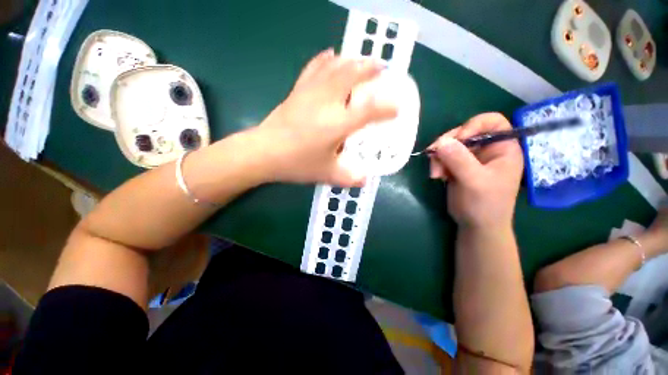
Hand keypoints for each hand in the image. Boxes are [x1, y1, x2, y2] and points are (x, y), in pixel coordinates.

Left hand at [250, 49, 396, 185]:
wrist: (264, 152)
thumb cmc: (297, 163)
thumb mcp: (327, 174)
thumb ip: (349, 178)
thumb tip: (365, 181)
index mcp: (338, 124)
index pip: (370, 110)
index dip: (387, 107)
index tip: (397, 107)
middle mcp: (328, 102)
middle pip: (352, 75)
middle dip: (370, 68)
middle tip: (381, 67)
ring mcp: (311, 93)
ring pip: (335, 67)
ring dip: (351, 60)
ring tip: (361, 59)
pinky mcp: (298, 91)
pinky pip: (314, 68)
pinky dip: (325, 59)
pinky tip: (331, 55)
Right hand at [429, 113, 522, 228]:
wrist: (476, 225)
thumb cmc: (485, 204)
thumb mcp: (474, 181)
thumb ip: (459, 160)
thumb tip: (441, 142)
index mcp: (503, 148)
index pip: (491, 121)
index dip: (472, 126)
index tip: (457, 140)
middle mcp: (487, 149)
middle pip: (464, 132)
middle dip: (447, 145)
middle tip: (434, 158)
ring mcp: (471, 158)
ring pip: (450, 145)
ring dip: (439, 157)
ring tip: (436, 174)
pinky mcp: (458, 166)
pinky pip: (444, 156)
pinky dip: (437, 164)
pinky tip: (437, 176)